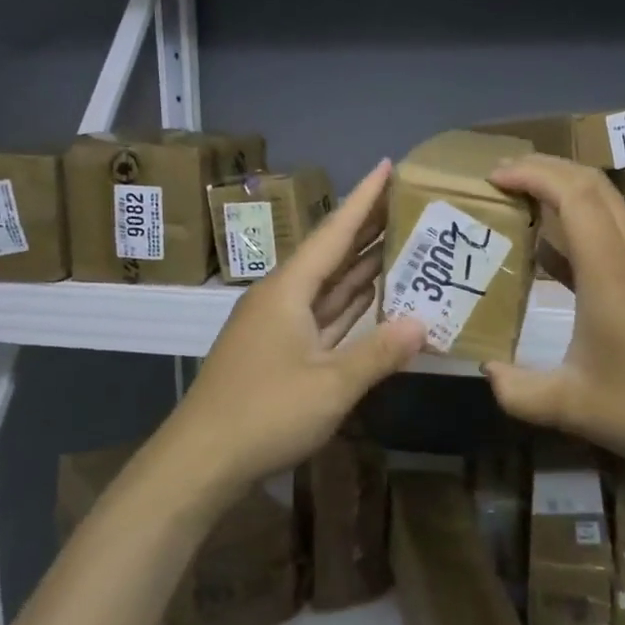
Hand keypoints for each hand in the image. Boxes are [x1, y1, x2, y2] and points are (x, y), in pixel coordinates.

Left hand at [163, 162, 425, 496]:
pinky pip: (322, 315)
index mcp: (288, 289)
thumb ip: (379, 352)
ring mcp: (278, 325)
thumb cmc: (265, 412)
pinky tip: (374, 297)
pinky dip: (349, 305)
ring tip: (402, 242)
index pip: (333, 232)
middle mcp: (282, 297)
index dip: (363, 198)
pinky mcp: (279, 351)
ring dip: (362, 266)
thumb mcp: (330, 384)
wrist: (202, 459)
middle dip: (368, 228)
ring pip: (328, 286)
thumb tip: (423, 323)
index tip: (387, 166)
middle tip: (409, 203)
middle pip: (331, 254)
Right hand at [482, 156, 624, 494]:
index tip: (493, 177)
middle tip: (501, 178)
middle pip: (594, 186)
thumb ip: (519, 391)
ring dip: (565, 196)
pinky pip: (615, 240)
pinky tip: (553, 258)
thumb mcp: (574, 407)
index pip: (574, 195)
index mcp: (612, 273)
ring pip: (608, 210)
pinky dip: (579, 232)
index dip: (533, 174)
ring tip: (521, 205)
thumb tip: (489, 371)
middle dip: (546, 169)